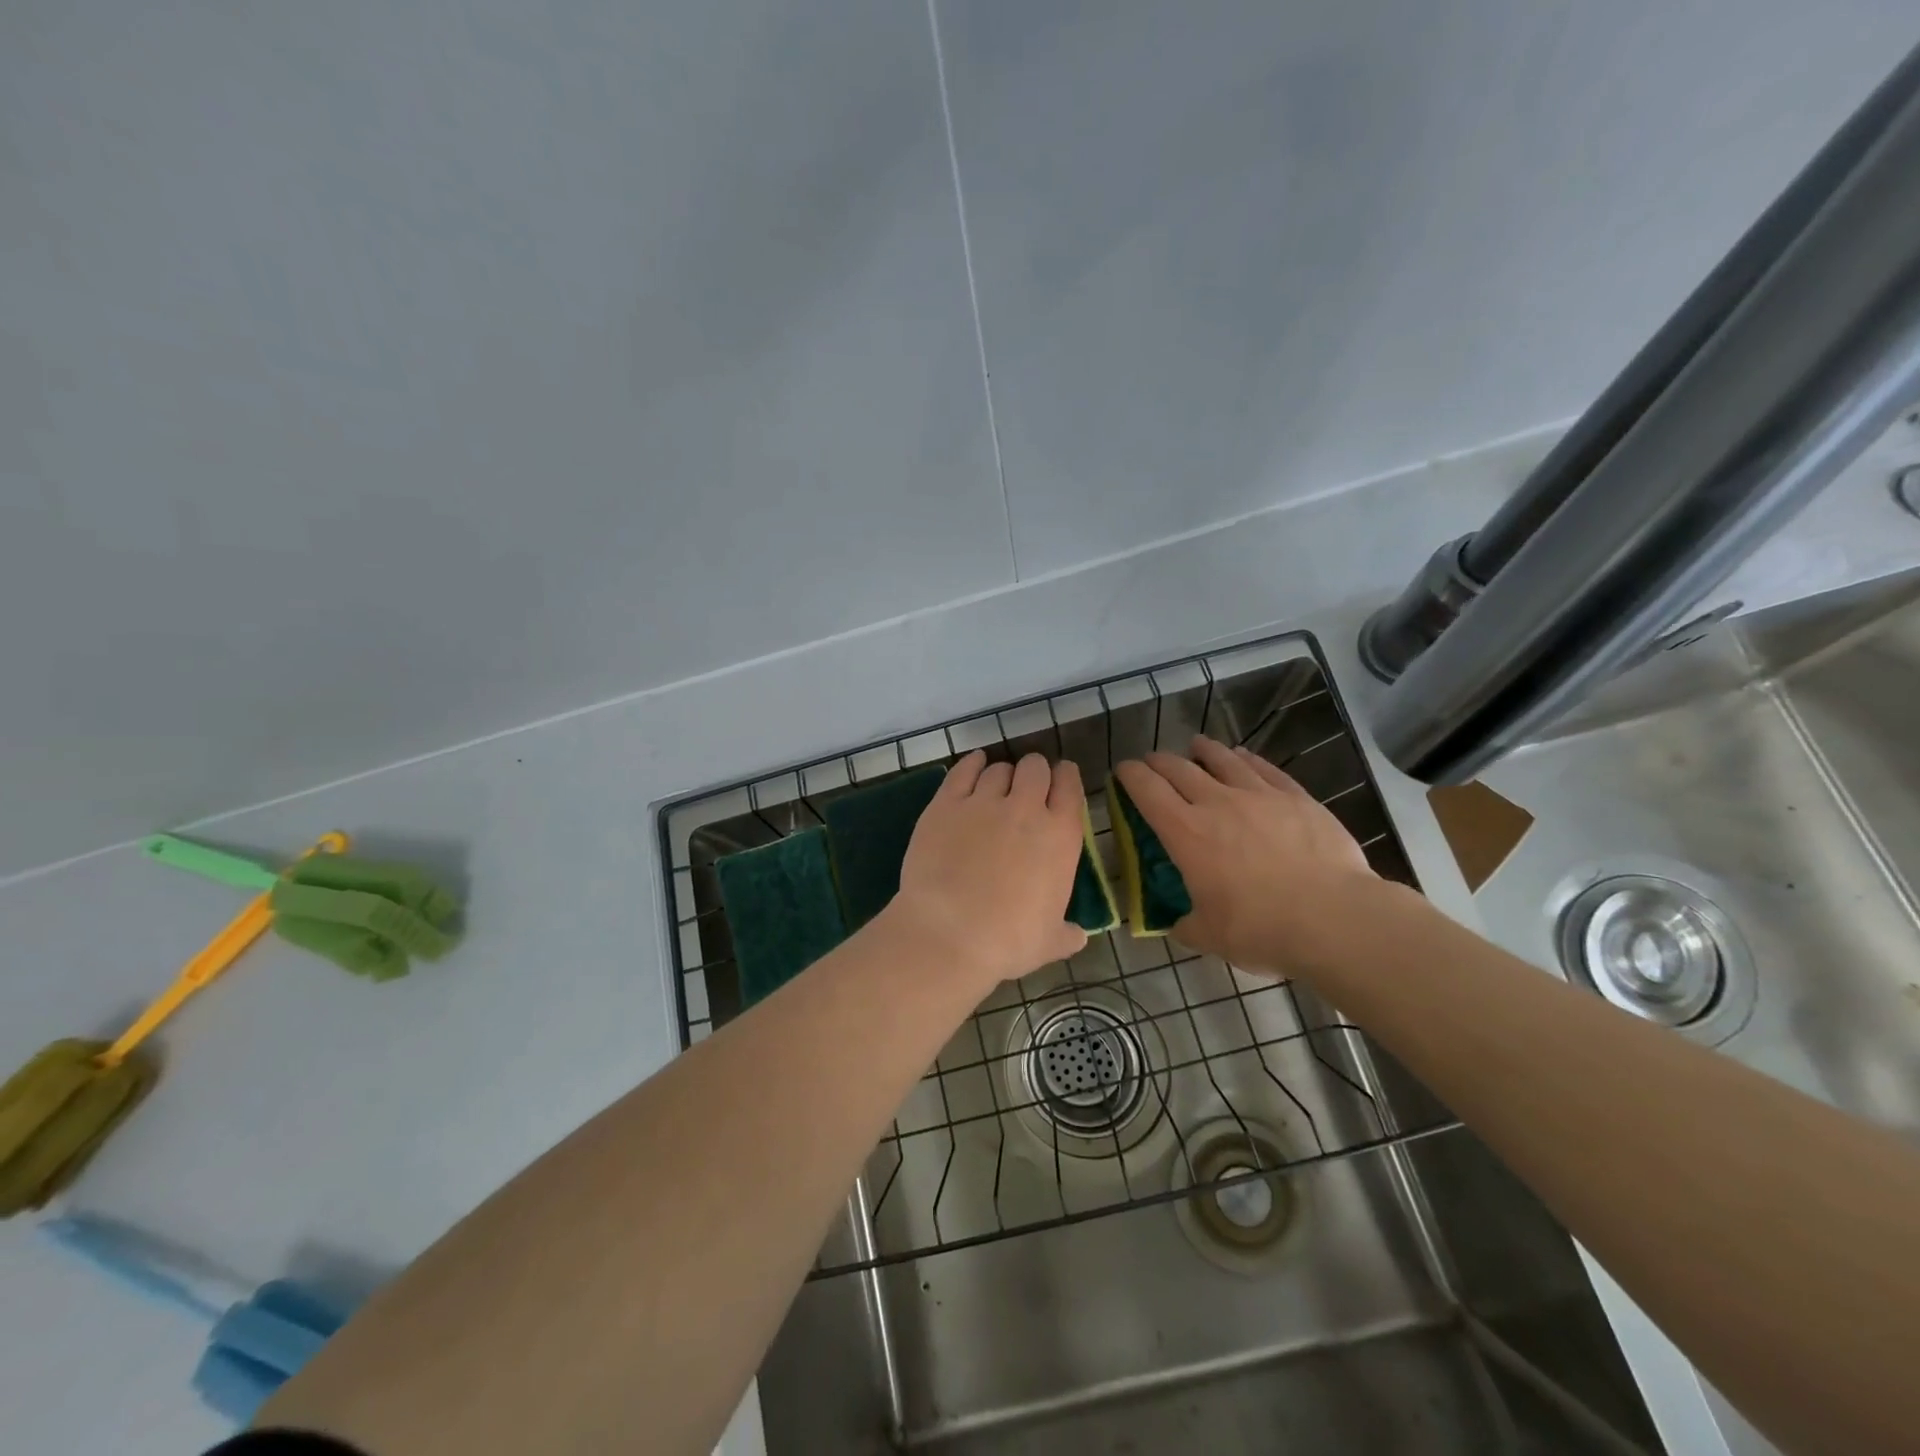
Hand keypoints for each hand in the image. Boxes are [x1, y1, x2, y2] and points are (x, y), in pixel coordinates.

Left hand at [884, 751, 1089, 994]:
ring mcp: (983, 802)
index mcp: (1060, 836)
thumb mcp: (1050, 942)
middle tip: (1027, 788)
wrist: (949, 934)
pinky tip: (973, 766)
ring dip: (1002, 774)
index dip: (1065, 778)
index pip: (1070, 786)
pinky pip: (963, 770)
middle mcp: (1025, 808)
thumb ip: (1067, 933)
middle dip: (1034, 773)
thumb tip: (1078, 936)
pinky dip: (971, 764)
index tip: (1061, 781)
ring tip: (996, 787)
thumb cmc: (1008, 941)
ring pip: (999, 768)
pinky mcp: (946, 803)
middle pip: (1035, 767)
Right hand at [1115, 735, 1378, 973]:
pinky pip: (1263, 768)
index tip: (1122, 772)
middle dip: (1158, 761)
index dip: (1129, 775)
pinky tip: (1242, 757)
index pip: (1146, 790)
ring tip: (1196, 746)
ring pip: (1222, 759)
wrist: (1335, 919)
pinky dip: (1245, 759)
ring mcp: (1259, 795)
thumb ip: (1185, 925)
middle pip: (1178, 767)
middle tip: (1152, 763)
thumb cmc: (1262, 929)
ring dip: (1202, 750)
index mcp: (1186, 833)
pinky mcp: (1295, 797)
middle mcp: (1216, 803)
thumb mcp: (1209, 937)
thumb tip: (1176, 925)